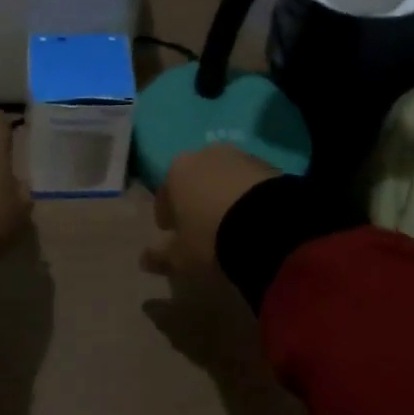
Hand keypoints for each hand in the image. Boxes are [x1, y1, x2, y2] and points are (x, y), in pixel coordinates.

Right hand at [141, 144, 280, 283]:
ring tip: (231, 222)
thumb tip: (144, 259)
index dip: (167, 214)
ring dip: (223, 195)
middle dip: (195, 199)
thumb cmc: (212, 239)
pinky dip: (247, 196)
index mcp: (176, 172)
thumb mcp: (182, 257)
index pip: (164, 193)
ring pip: (223, 177)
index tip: (172, 232)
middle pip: (194, 179)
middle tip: (202, 226)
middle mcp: (204, 155)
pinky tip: (253, 217)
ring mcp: (238, 156)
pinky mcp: (267, 165)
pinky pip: (249, 182)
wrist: (269, 226)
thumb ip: (161, 256)